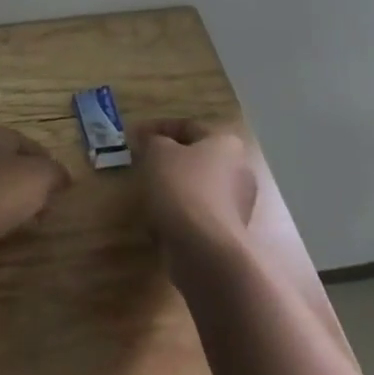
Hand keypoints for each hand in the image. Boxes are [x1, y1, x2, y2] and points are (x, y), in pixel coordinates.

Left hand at [0, 126, 70, 273]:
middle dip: (33, 184)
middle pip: (11, 165)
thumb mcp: (40, 175)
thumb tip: (63, 178)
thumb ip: (56, 172)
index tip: (63, 184)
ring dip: (17, 202)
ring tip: (35, 220)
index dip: (48, 161)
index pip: (27, 142)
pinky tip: (10, 231)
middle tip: (50, 203)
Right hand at [134, 119, 264, 257]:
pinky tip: (159, 216)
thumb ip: (150, 140)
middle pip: (196, 156)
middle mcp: (239, 170)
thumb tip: (147, 139)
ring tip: (146, 190)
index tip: (134, 135)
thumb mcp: (157, 153)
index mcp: (227, 144)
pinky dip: (179, 210)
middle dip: (168, 158)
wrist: (205, 249)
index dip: (157, 127)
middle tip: (141, 161)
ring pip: (197, 185)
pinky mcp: (228, 231)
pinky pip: (198, 211)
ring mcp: (237, 203)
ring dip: (173, 185)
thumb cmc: (182, 188)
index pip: (188, 126)